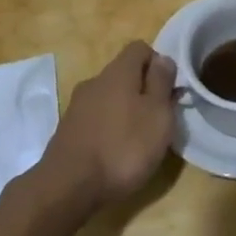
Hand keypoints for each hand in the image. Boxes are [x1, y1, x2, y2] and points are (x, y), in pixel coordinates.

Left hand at [38, 42, 177, 212]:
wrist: (67, 187)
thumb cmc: (123, 147)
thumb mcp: (157, 114)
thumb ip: (162, 83)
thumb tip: (163, 59)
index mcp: (118, 71)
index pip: (140, 48)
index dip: (158, 64)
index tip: (168, 91)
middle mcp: (95, 81)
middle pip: (124, 74)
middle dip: (142, 91)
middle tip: (157, 120)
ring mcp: (77, 106)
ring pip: (108, 98)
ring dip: (124, 112)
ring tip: (137, 141)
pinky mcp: (67, 131)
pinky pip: (95, 120)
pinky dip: (107, 129)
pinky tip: (113, 154)